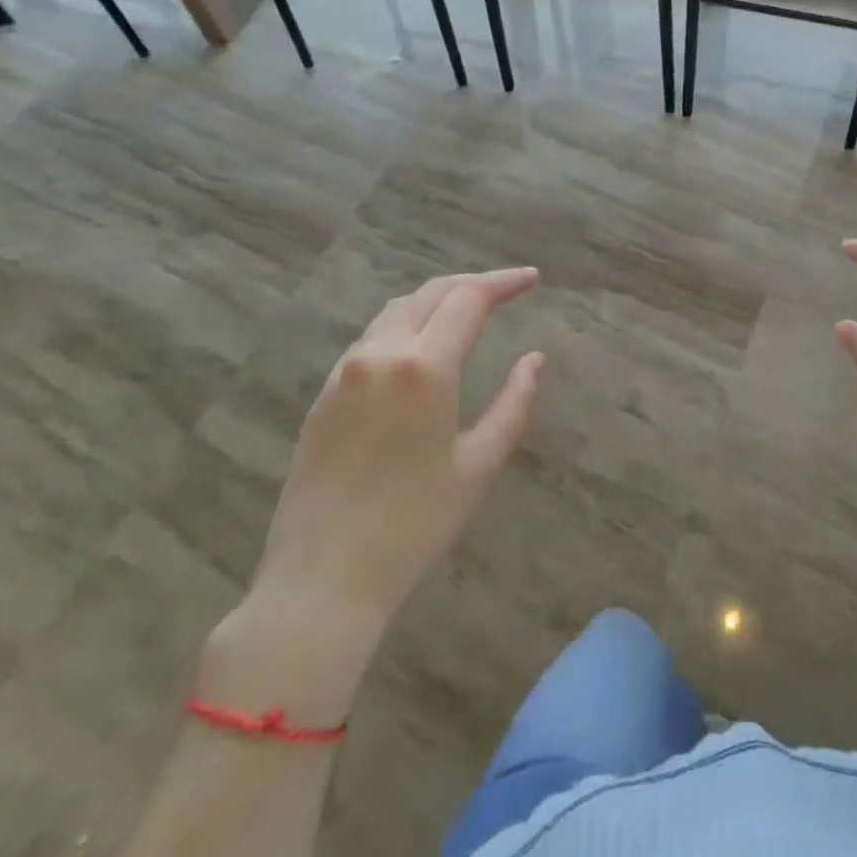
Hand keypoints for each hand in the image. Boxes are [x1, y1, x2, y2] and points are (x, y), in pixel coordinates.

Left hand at [206, 269, 543, 716]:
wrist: (323, 578)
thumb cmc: (415, 524)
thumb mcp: (480, 465)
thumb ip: (514, 403)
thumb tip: (534, 359)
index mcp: (424, 368)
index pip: (468, 299)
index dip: (504, 283)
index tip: (532, 278)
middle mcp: (380, 354)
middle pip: (430, 294)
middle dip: (472, 284)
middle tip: (507, 288)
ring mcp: (344, 372)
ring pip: (396, 312)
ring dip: (437, 301)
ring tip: (469, 308)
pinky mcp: (324, 394)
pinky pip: (372, 339)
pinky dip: (407, 325)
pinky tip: (423, 344)